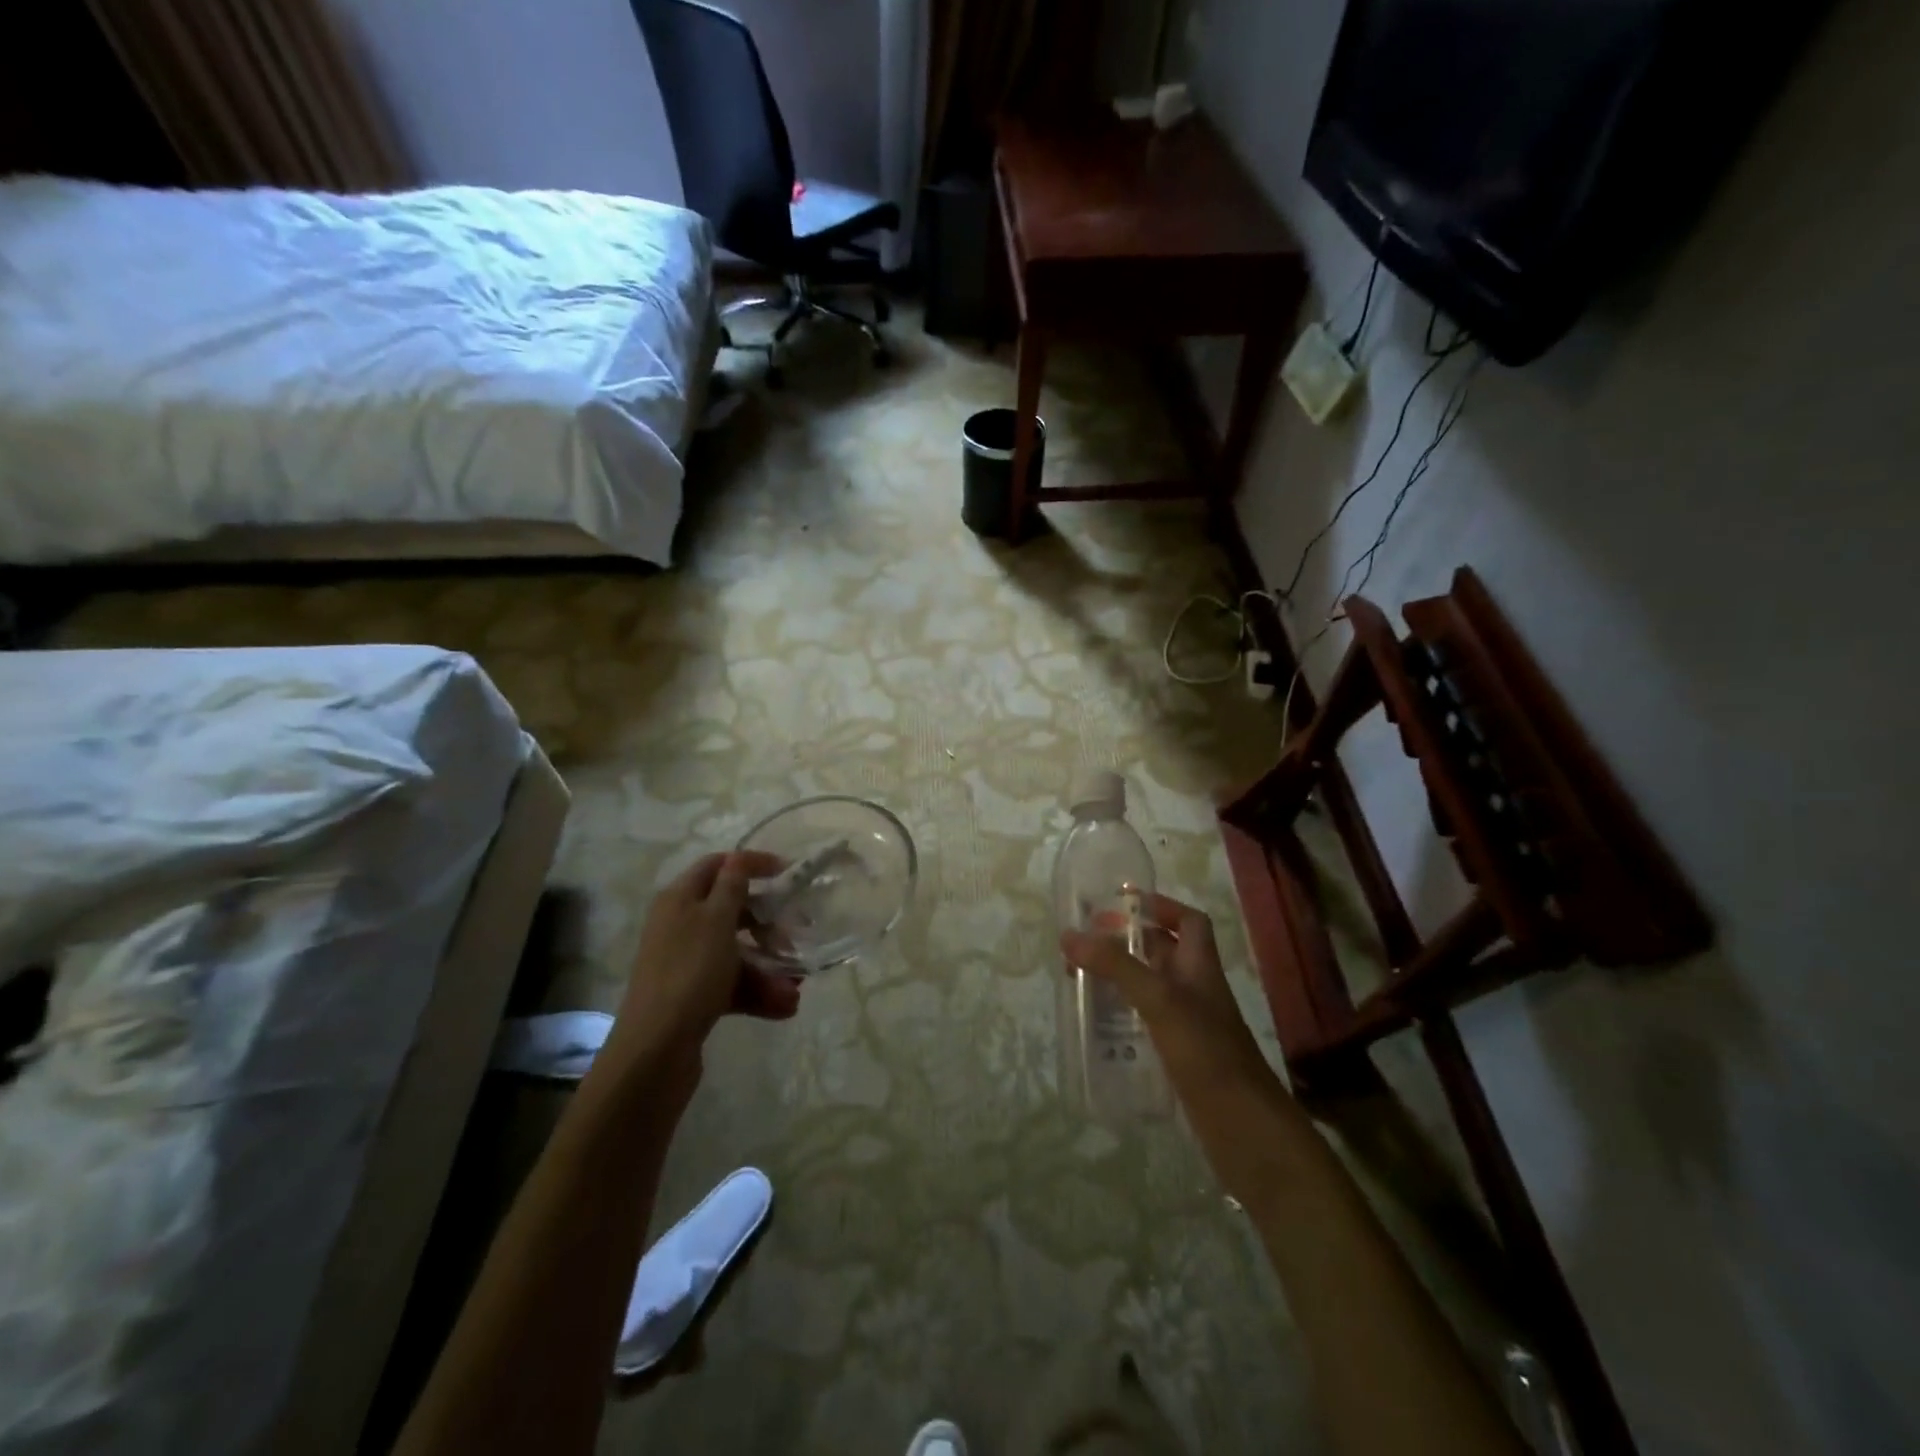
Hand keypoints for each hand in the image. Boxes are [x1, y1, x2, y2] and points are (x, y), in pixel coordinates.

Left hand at [614, 852, 802, 1064]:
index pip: (718, 865)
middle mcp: (680, 925)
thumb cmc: (690, 973)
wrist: (655, 1050)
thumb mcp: (716, 920)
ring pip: (736, 952)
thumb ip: (732, 885)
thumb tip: (738, 857)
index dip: (752, 864)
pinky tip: (784, 1007)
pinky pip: (732, 984)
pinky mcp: (693, 995)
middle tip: (798, 933)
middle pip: (732, 910)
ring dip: (769, 966)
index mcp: (680, 899)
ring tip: (796, 986)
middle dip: (769, 923)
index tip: (788, 872)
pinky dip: (757, 992)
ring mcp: (687, 962)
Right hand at [1060, 893, 1266, 1087]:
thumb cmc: (1205, 1051)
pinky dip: (1124, 1015)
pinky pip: (1147, 1021)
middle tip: (1087, 943)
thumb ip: (1116, 966)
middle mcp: (1196, 989)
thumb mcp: (1158, 999)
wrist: (1244, 1127)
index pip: (1189, 921)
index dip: (1162, 906)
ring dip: (1122, 979)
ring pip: (1152, 987)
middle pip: (1164, 952)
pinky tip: (1099, 1024)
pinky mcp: (1180, 1055)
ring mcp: (1189, 1024)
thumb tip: (1070, 935)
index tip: (1123, 903)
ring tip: (1082, 979)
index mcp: (1200, 967)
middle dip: (1128, 942)